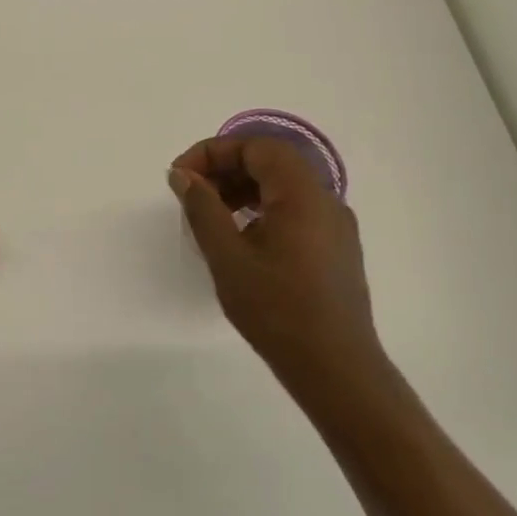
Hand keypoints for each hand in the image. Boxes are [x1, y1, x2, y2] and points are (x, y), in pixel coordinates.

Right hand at [169, 136, 380, 383]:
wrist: (336, 368)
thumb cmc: (277, 310)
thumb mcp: (228, 257)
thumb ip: (202, 208)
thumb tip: (182, 175)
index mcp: (302, 193)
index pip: (256, 146)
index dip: (213, 152)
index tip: (180, 176)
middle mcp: (325, 199)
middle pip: (271, 161)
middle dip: (226, 169)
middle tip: (190, 194)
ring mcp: (335, 224)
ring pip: (283, 186)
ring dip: (242, 189)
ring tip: (211, 216)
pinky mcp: (336, 247)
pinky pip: (295, 209)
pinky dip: (262, 209)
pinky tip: (241, 238)